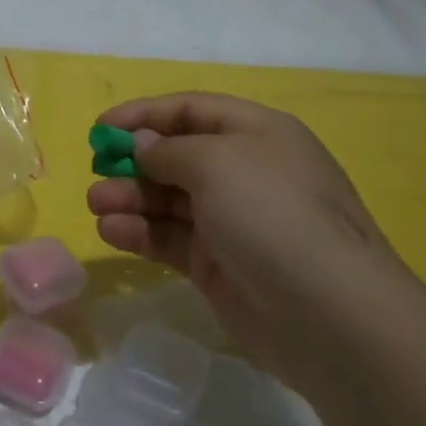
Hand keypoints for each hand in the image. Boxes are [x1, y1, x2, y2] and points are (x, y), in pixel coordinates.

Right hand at [87, 93, 410, 377]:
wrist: (329, 315)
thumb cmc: (271, 213)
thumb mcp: (217, 162)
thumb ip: (169, 150)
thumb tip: (143, 145)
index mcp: (256, 133)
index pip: (190, 110)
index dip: (144, 115)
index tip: (101, 129)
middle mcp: (245, 172)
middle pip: (177, 156)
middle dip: (133, 162)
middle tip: (96, 171)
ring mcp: (233, 221)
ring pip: (170, 200)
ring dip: (131, 198)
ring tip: (96, 205)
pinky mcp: (220, 265)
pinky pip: (172, 239)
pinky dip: (141, 233)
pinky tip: (112, 233)